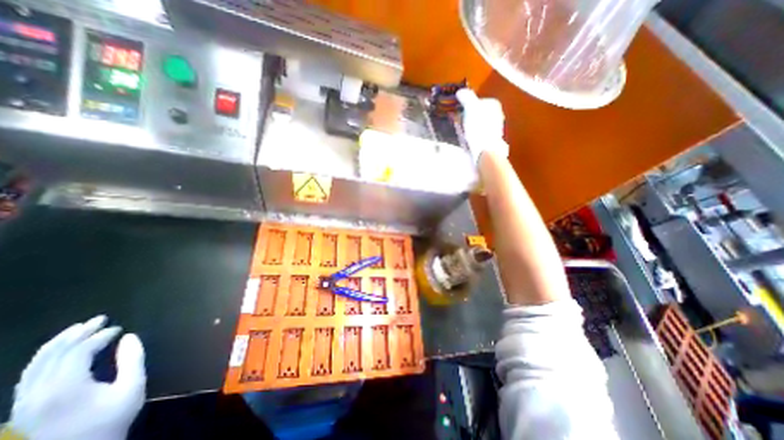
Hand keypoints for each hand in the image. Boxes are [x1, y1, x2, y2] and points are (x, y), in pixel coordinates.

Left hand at [8, 316, 145, 439]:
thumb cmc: (111, 419)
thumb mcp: (132, 386)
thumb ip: (133, 359)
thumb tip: (129, 337)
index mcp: (65, 388)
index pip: (78, 352)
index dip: (99, 336)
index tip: (119, 328)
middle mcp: (37, 393)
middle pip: (51, 355)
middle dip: (77, 333)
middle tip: (99, 319)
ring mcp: (25, 403)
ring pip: (34, 365)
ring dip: (58, 343)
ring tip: (79, 328)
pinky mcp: (23, 408)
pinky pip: (29, 375)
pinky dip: (46, 357)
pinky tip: (62, 351)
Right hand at [454, 87, 507, 162]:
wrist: (486, 149)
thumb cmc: (479, 127)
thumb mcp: (471, 108)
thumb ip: (466, 97)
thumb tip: (460, 91)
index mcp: (494, 104)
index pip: (477, 101)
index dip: (466, 106)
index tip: (459, 113)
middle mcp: (497, 114)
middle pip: (477, 113)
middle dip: (468, 117)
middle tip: (460, 123)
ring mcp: (495, 128)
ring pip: (478, 124)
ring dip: (470, 128)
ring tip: (463, 134)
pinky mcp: (491, 140)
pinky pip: (478, 135)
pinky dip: (473, 137)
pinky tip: (468, 141)